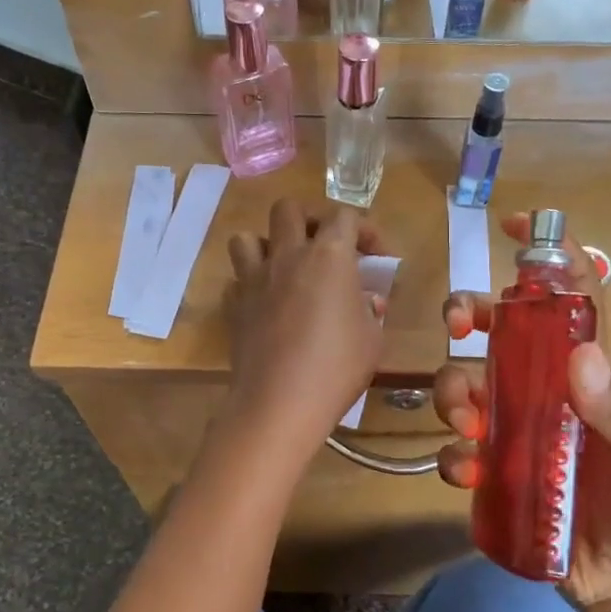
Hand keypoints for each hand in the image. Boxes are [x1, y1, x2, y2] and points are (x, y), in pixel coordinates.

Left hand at [225, 199, 388, 458]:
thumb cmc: (337, 367)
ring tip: (284, 268)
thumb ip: (370, 311)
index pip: (345, 216)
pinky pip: (236, 280)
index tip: (377, 258)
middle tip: (324, 246)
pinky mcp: (233, 305)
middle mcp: (287, 255)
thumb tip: (366, 300)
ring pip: (247, 237)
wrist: (280, 403)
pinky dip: (249, 285)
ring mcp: (254, 279)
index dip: (365, 229)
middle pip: (288, 209)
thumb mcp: (372, 339)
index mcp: (328, 256)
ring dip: (267, 245)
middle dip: (309, 219)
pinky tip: (264, 304)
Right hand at [432, 215, 610, 611]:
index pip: (569, 304)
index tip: (516, 228)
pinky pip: (459, 451)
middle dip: (470, 316)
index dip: (547, 261)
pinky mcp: (496, 475)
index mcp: (590, 377)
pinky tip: (466, 472)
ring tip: (467, 421)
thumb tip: (580, 353)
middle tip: (457, 323)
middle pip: (499, 336)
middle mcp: (547, 394)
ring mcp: (517, 433)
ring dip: (454, 391)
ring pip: (468, 387)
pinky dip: (453, 456)